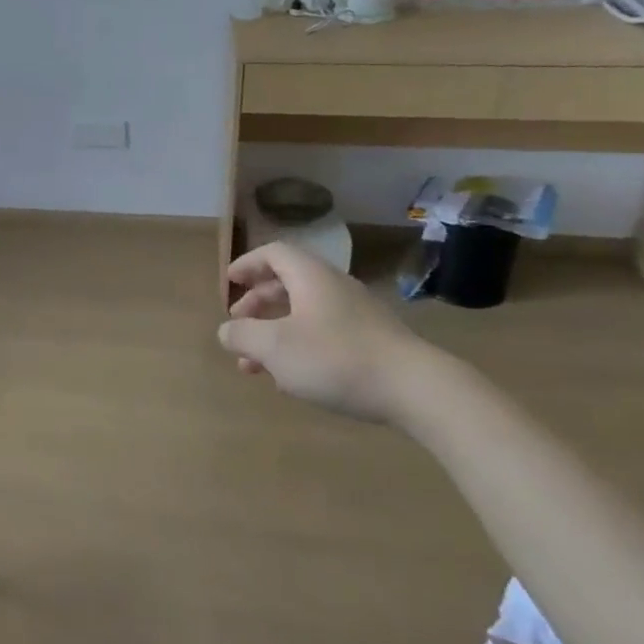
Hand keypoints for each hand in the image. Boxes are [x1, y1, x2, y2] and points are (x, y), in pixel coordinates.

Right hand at [218, 242, 427, 420]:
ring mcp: (357, 315)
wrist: (417, 389)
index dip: (247, 264)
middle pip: (287, 284)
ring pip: (304, 313)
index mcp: (310, 277)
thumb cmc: (336, 358)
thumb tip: (226, 330)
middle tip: (238, 327)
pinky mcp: (372, 342)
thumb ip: (243, 335)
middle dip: (257, 304)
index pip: (273, 254)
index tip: (229, 282)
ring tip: (256, 365)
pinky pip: (324, 333)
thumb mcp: (275, 347)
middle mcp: (334, 287)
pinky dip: (300, 346)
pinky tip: (293, 378)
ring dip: (275, 332)